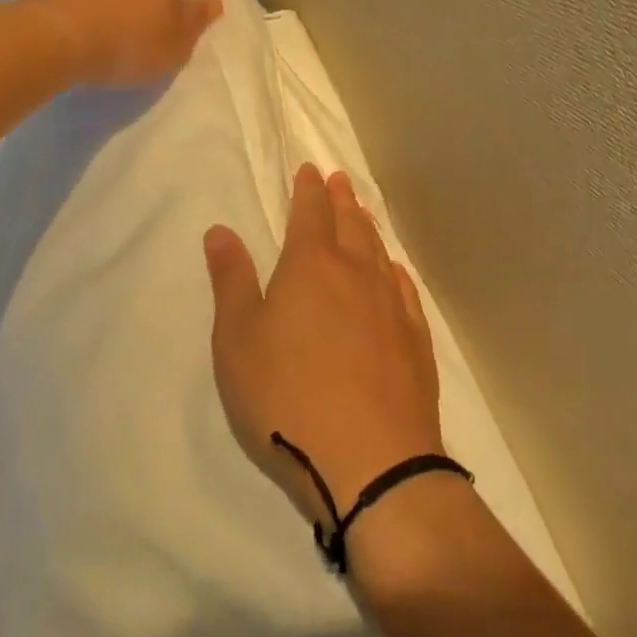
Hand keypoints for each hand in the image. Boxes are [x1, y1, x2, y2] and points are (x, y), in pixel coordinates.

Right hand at [205, 164, 444, 526]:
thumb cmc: (287, 398)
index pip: (310, 212)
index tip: (310, 170)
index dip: (308, 189)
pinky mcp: (415, 343)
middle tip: (339, 180)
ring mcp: (391, 307)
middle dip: (341, 199)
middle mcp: (356, 273)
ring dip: (367, 228)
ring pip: (378, 252)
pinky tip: (394, 272)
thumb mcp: (238, 341)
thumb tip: (220, 231)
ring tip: (362, 214)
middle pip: (349, 223)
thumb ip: (231, 281)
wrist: (373, 466)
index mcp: (311, 265)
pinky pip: (404, 290)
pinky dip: (395, 271)